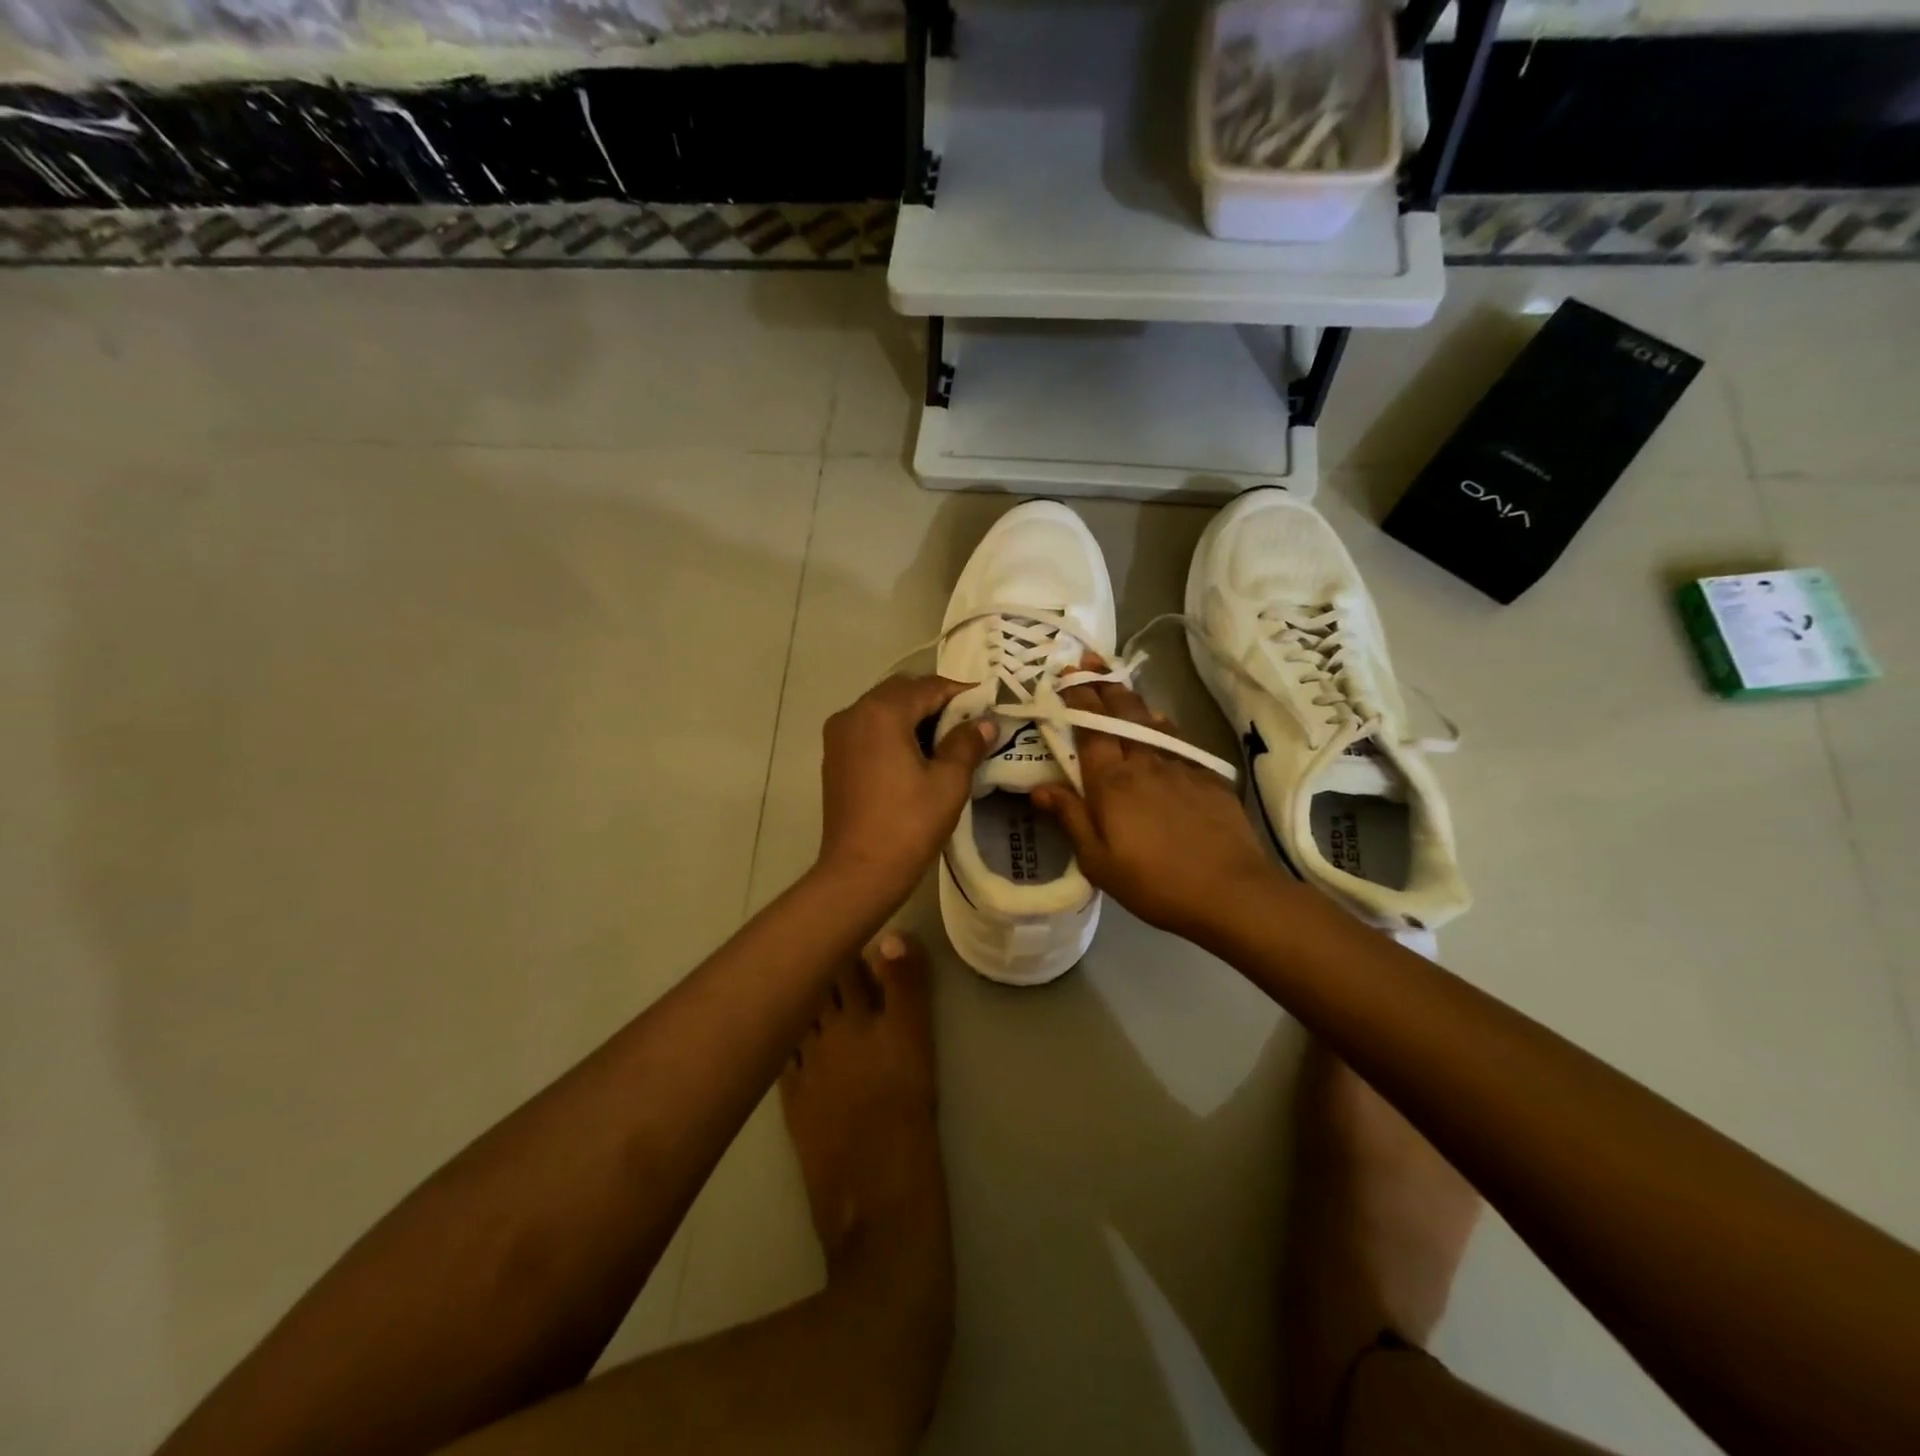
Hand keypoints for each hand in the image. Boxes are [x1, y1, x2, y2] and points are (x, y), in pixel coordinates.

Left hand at [817, 674, 995, 903]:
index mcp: (881, 712)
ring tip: (947, 739)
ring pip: (883, 709)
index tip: (988, 704)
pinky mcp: (834, 758)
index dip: (961, 693)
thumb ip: (966, 744)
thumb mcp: (948, 782)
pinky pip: (869, 729)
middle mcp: (853, 713)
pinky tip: (917, 755)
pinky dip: (894, 731)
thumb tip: (983, 724)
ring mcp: (839, 736)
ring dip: (914, 716)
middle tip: (969, 722)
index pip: (928, 687)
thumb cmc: (908, 825)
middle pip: (901, 692)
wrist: (859, 873)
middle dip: (936, 701)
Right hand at [1032, 677, 1279, 939]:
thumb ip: (1070, 818)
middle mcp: (1144, 762)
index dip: (1077, 698)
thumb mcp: (1098, 861)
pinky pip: (1178, 739)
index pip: (1090, 727)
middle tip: (1087, 664)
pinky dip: (1161, 724)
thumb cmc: (1154, 882)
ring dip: (1131, 700)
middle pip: (1122, 711)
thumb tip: (1039, 787)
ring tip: (1118, 688)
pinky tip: (1160, 726)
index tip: (1065, 677)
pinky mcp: (1208, 777)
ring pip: (1152, 719)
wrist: (1232, 892)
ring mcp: (1180, 766)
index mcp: (1112, 781)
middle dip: (1103, 684)